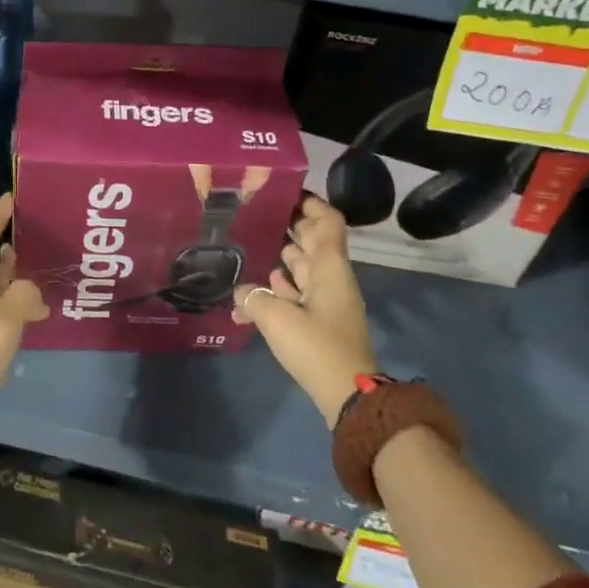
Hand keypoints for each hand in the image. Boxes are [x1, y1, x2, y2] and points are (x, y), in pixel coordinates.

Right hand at [234, 195, 375, 426]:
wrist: (348, 394)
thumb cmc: (317, 346)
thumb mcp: (277, 318)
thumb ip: (253, 298)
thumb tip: (240, 291)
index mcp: (329, 267)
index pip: (328, 221)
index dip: (310, 203)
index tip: (283, 192)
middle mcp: (331, 278)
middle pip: (313, 241)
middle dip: (289, 226)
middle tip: (256, 216)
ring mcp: (327, 301)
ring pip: (304, 268)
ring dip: (281, 257)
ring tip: (249, 247)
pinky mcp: (320, 322)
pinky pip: (298, 294)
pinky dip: (279, 288)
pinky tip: (254, 291)